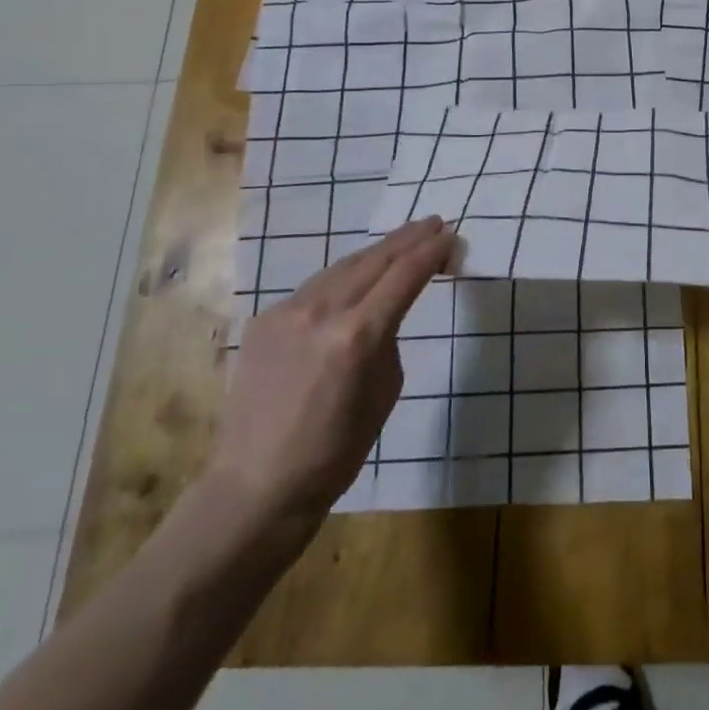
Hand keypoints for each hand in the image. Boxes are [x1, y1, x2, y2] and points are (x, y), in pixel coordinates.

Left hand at [207, 217, 456, 530]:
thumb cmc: (336, 451)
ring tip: (400, 241)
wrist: (257, 486)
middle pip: (373, 260)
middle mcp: (320, 311)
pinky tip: (355, 276)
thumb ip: (387, 338)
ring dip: (375, 252)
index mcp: (357, 334)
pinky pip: (313, 289)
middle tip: (433, 223)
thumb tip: (384, 312)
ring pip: (341, 267)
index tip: (451, 236)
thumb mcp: (385, 391)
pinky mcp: (264, 321)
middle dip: (407, 239)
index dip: (431, 252)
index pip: (404, 275)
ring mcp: (286, 313)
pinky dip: (342, 277)